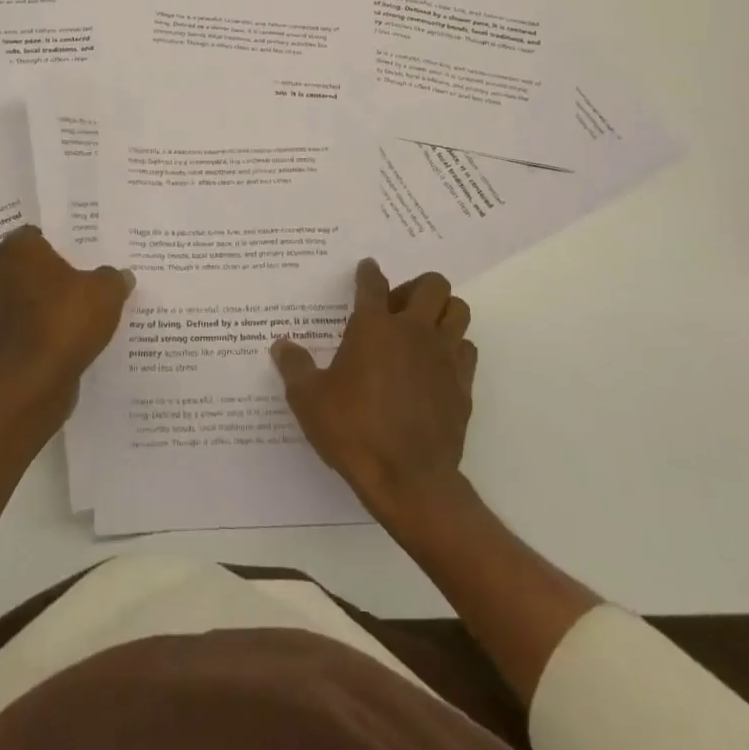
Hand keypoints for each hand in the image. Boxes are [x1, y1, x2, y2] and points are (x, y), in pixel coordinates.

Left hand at [0, 226, 133, 413]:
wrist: (34, 382)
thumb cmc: (67, 320)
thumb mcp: (106, 292)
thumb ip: (113, 278)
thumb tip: (121, 276)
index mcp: (18, 251)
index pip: (32, 236)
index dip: (53, 245)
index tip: (74, 257)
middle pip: (21, 268)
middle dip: (42, 276)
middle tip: (72, 285)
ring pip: (14, 301)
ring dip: (32, 307)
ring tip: (65, 317)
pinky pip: (13, 332)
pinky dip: (28, 335)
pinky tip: (54, 345)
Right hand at [272, 259, 476, 521]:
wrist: (410, 480)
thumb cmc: (354, 431)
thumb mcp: (309, 399)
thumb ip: (294, 366)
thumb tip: (281, 345)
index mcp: (373, 327)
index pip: (372, 283)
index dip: (368, 272)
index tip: (367, 268)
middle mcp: (413, 331)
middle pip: (432, 285)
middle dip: (416, 286)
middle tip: (397, 306)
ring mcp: (444, 356)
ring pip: (458, 311)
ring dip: (442, 312)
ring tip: (421, 330)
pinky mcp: (463, 385)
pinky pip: (466, 350)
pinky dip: (454, 348)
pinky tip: (435, 366)